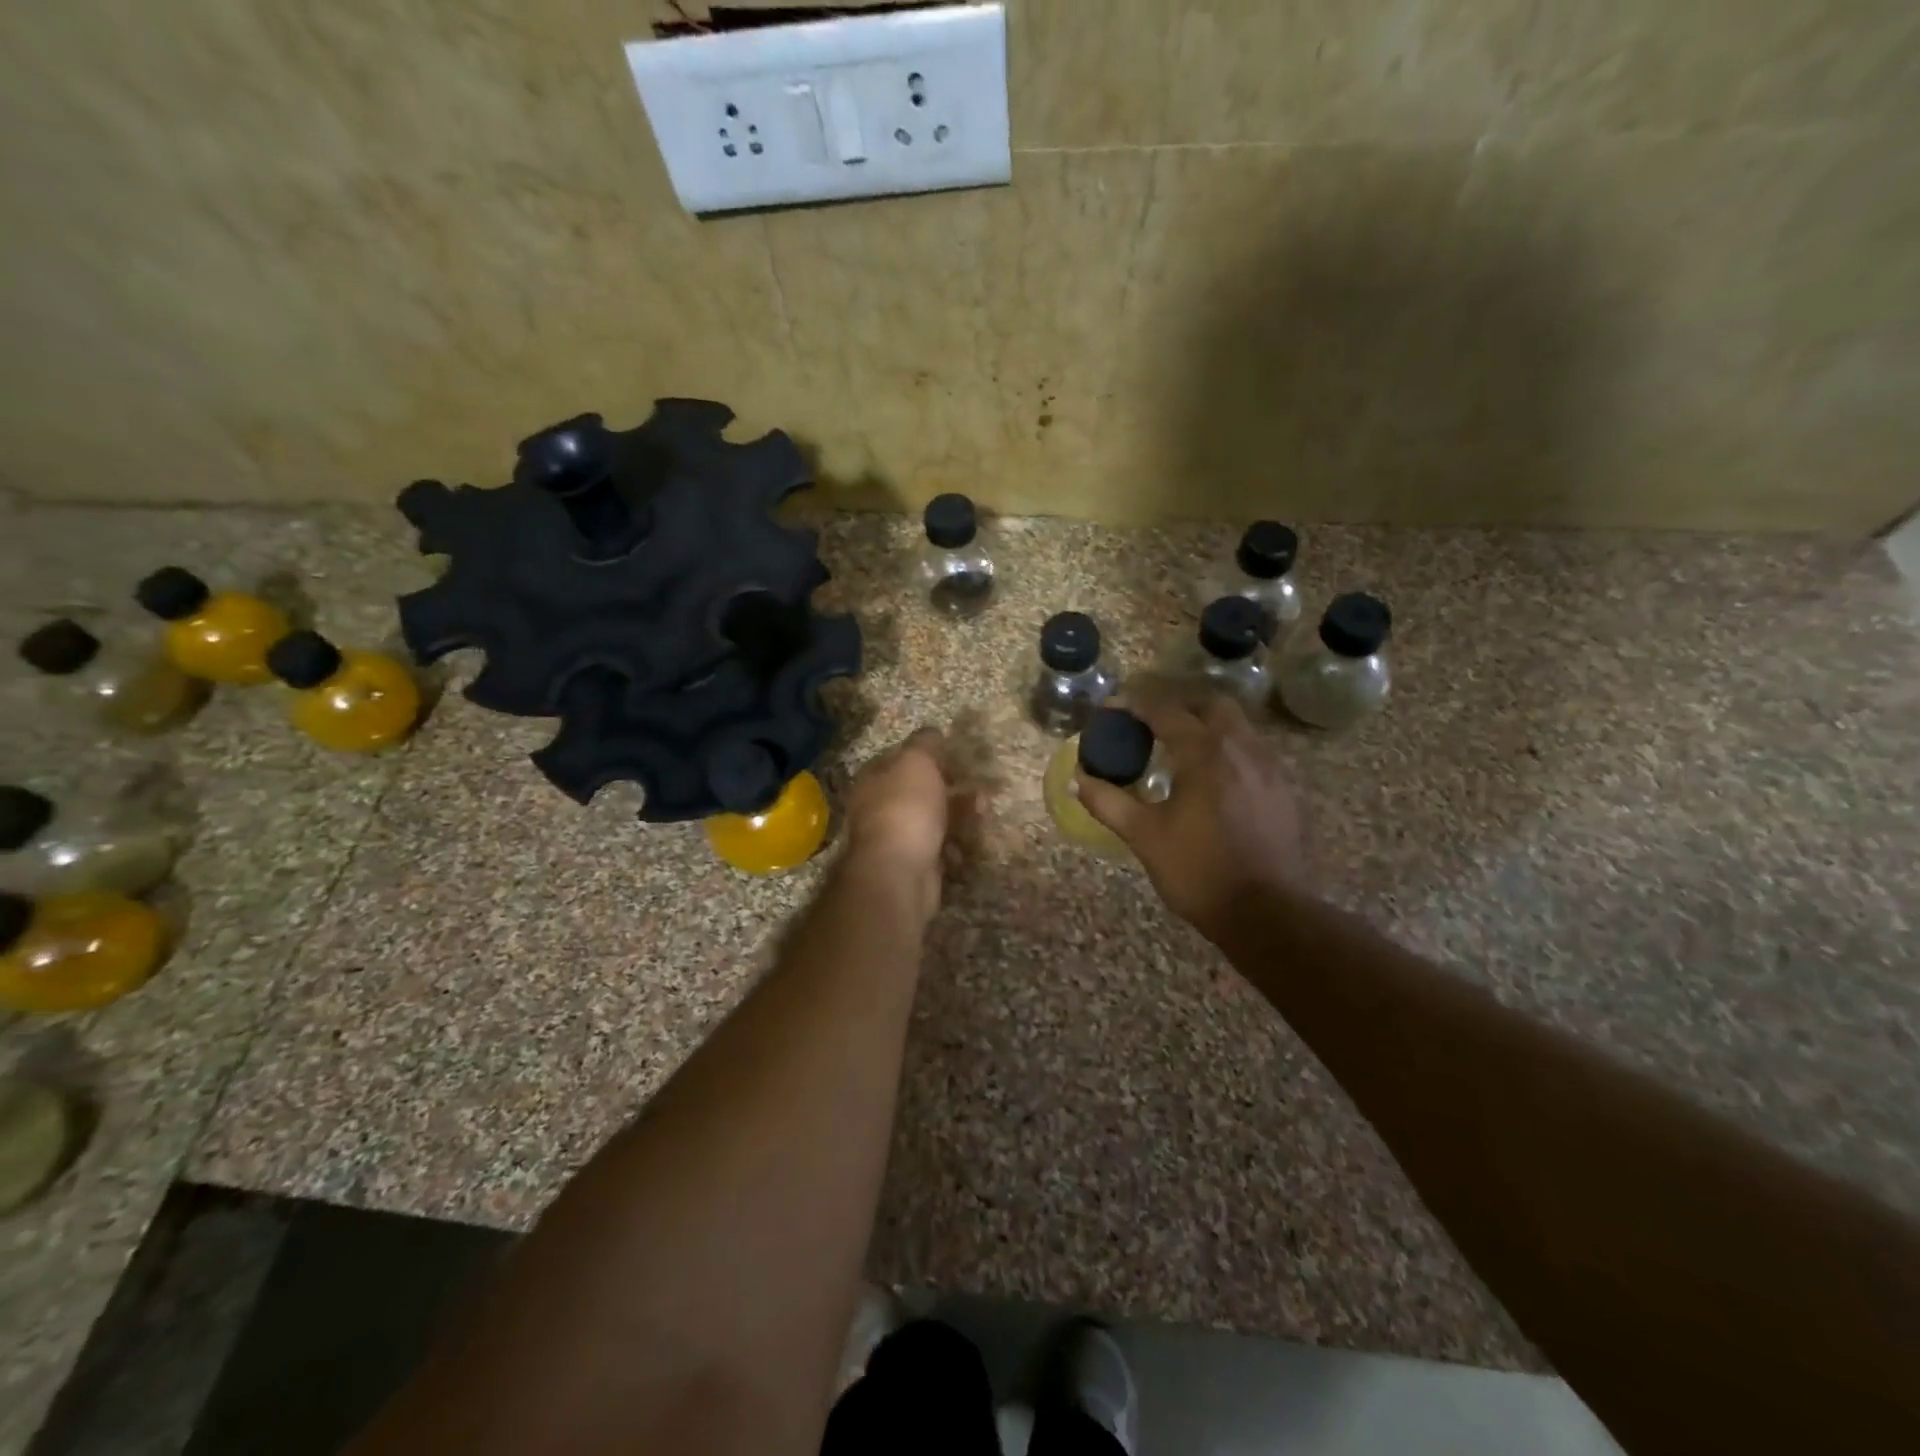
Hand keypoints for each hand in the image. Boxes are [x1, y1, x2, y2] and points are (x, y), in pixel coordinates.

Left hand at [841, 728, 966, 918]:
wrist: (899, 873)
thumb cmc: (906, 808)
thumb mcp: (916, 762)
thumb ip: (925, 743)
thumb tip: (932, 732)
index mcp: (874, 778)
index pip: (900, 758)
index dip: (928, 754)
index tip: (955, 755)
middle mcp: (880, 807)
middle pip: (921, 790)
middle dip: (953, 787)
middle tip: (980, 787)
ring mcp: (896, 838)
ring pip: (934, 819)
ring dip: (960, 815)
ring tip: (983, 812)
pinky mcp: (915, 865)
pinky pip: (939, 848)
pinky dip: (954, 845)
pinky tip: (965, 845)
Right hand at [1076, 695, 1306, 940]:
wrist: (1266, 914)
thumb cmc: (1198, 871)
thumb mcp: (1144, 836)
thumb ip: (1108, 802)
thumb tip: (1080, 780)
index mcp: (1205, 753)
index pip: (1165, 711)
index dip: (1134, 704)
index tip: (1111, 708)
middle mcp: (1242, 749)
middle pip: (1211, 705)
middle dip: (1179, 706)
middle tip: (1151, 725)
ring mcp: (1270, 769)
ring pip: (1237, 727)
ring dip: (1206, 727)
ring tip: (1179, 751)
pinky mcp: (1284, 791)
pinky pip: (1253, 752)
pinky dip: (1228, 751)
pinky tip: (1213, 781)